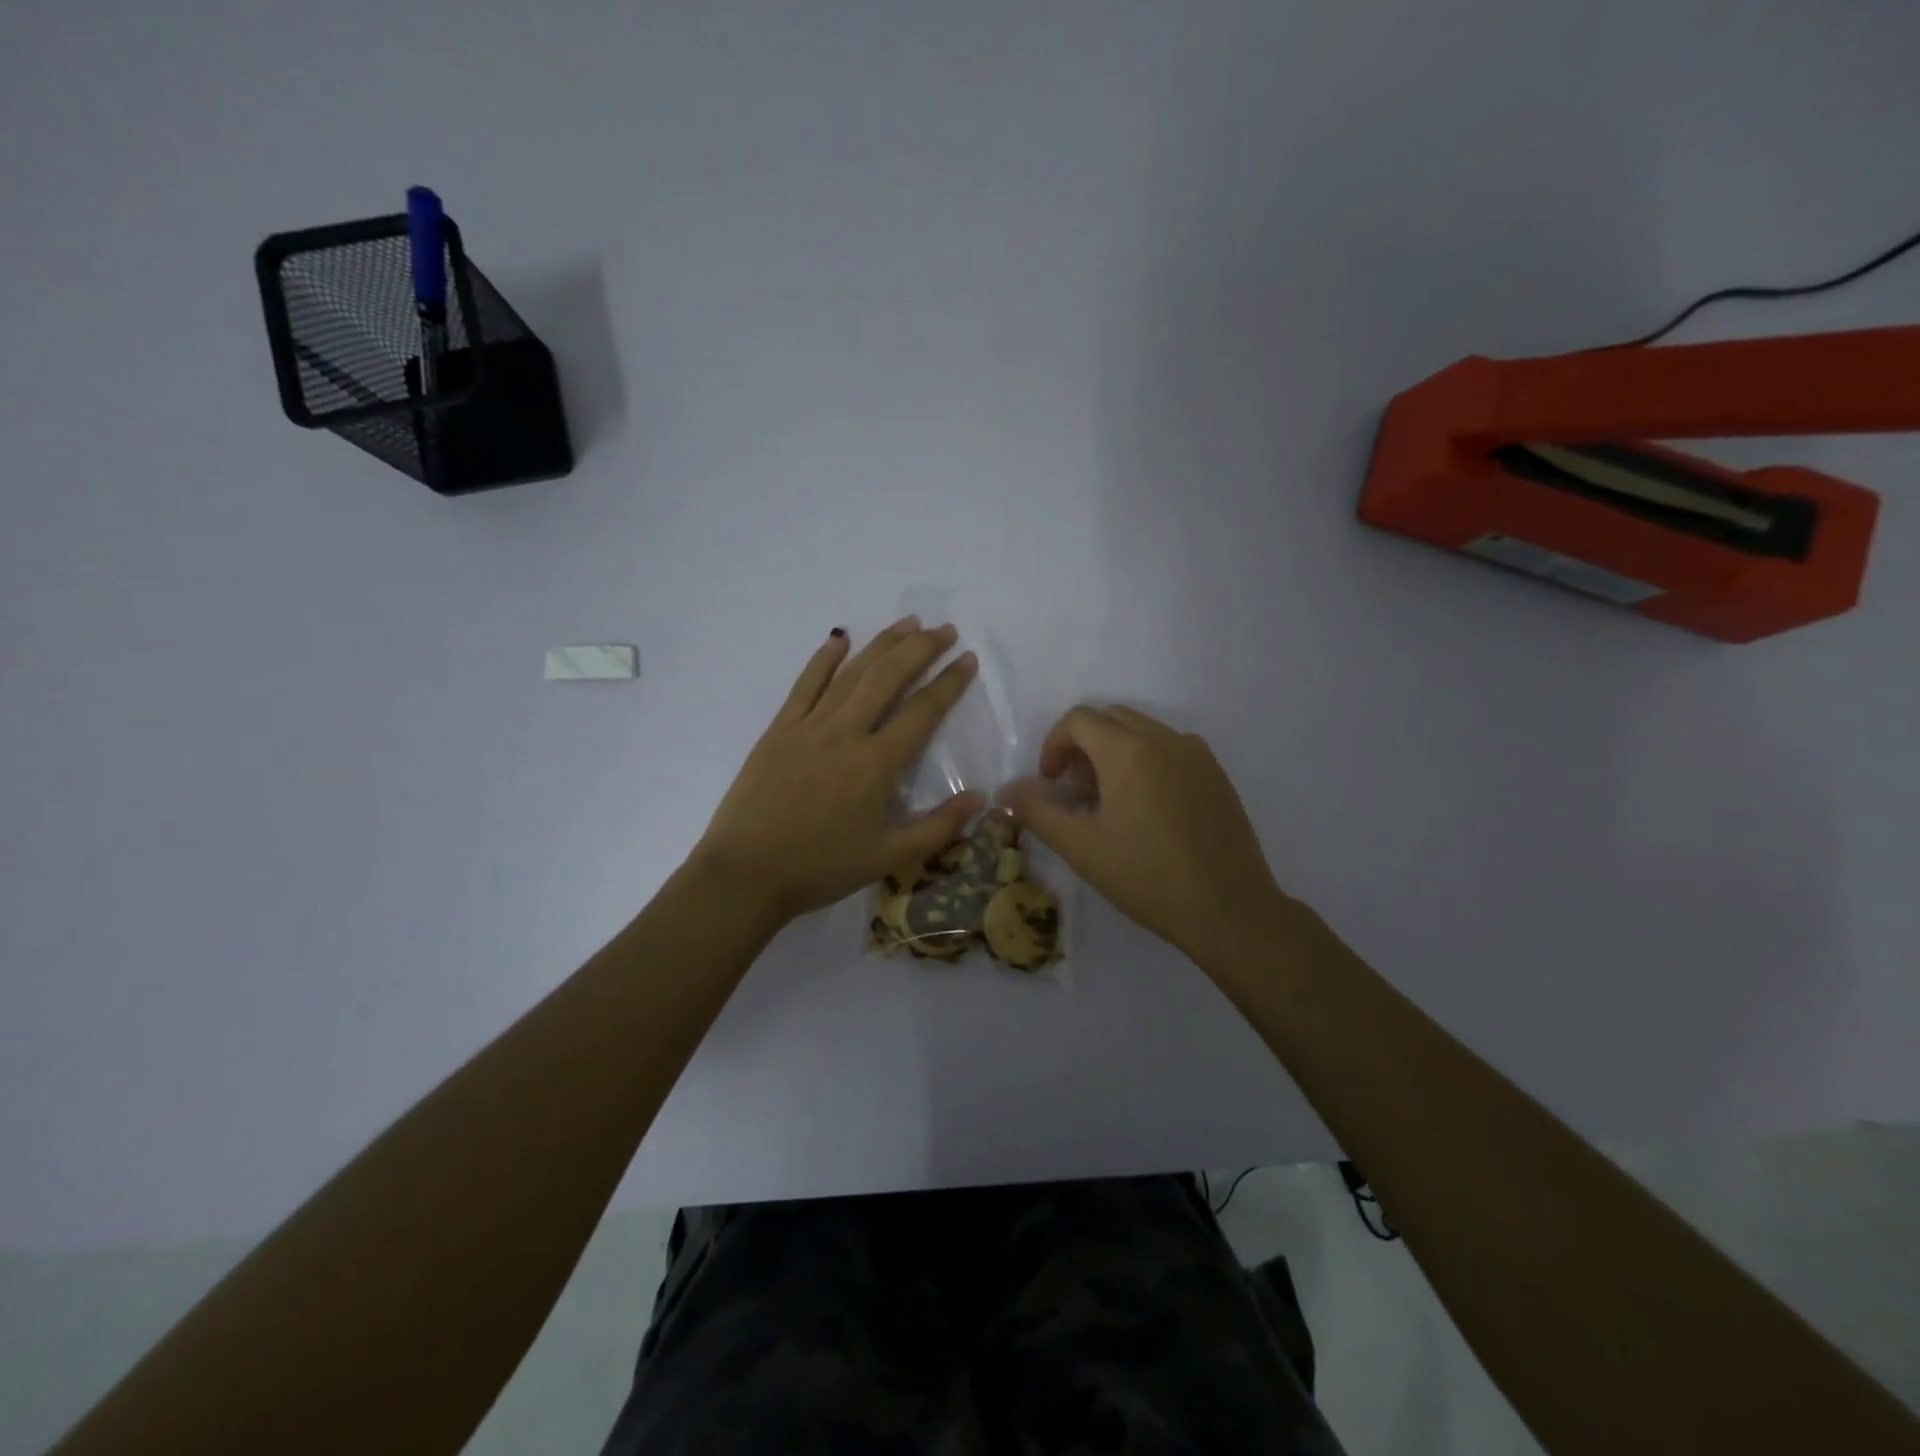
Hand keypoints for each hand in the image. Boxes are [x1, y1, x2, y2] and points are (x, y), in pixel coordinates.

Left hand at [693, 618, 985, 922]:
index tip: (967, 659)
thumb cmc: (821, 867)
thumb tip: (981, 797)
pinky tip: (840, 637)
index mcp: (876, 764)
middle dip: (921, 649)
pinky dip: (824, 658)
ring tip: (907, 623)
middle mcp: (845, 733)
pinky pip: (805, 684)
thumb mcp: (889, 857)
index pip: (922, 711)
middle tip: (945, 629)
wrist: (746, 873)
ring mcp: (808, 726)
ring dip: (882, 644)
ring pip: (851, 673)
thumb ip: (939, 827)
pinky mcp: (779, 729)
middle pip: (888, 677)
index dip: (949, 683)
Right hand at [1000, 706, 1288, 965]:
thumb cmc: (1148, 877)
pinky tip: (1147, 809)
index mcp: (1128, 751)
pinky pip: (1170, 748)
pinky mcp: (1216, 773)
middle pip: (1109, 718)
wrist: (1229, 909)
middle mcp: (1165, 739)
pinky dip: (1146, 761)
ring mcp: (1196, 753)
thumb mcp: (1082, 848)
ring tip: (1110, 802)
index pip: (1078, 719)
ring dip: (1114, 752)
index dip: (1053, 746)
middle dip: (1082, 746)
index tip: (1051, 785)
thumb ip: (1038, 811)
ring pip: (1141, 730)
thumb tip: (1007, 789)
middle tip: (1076, 793)